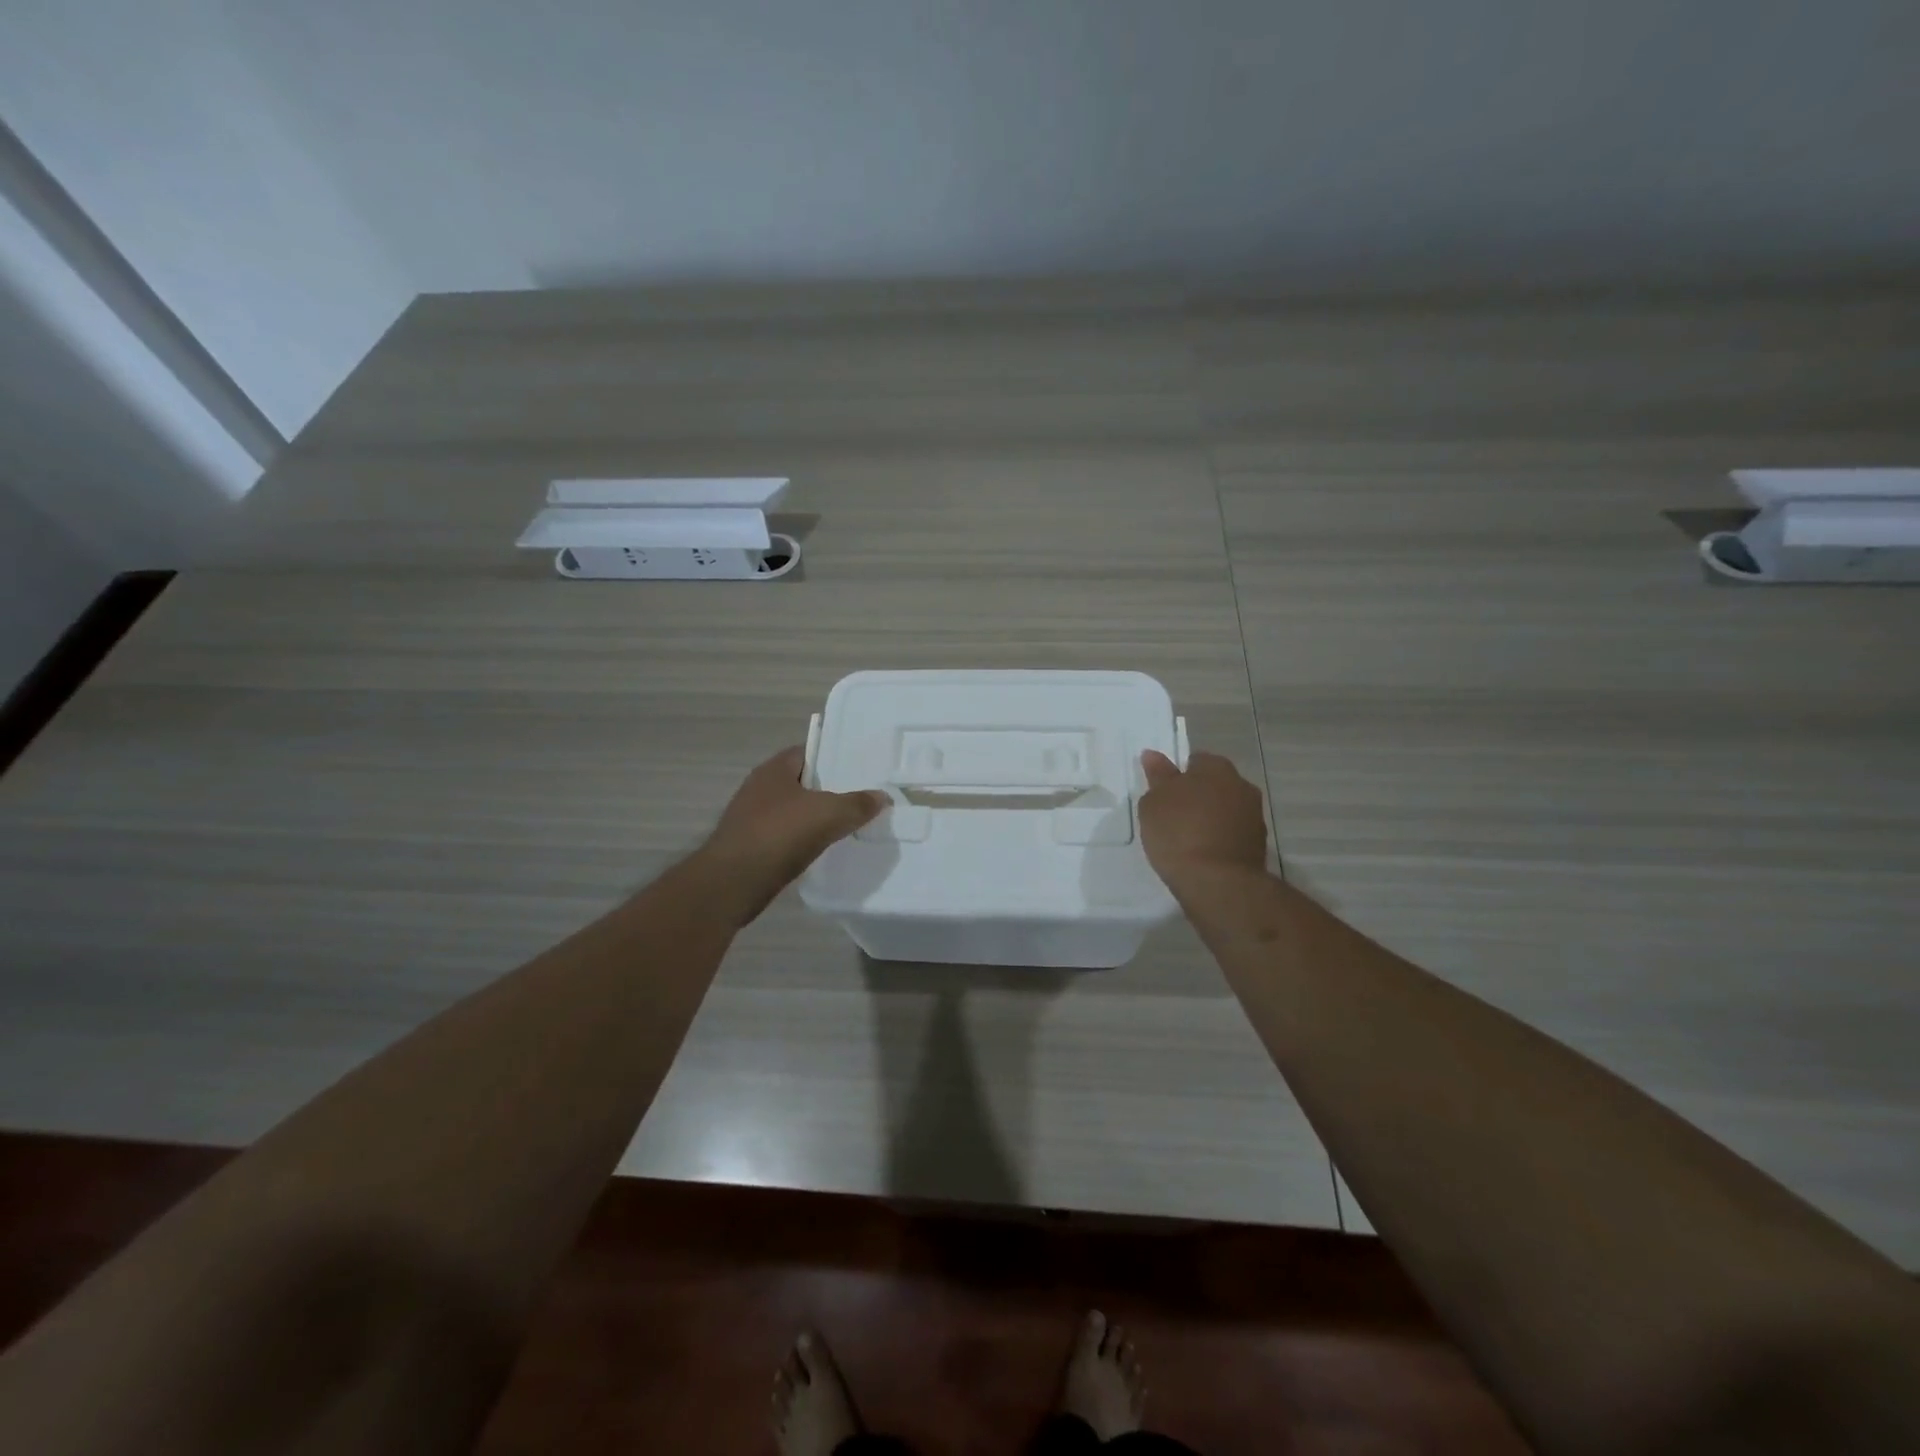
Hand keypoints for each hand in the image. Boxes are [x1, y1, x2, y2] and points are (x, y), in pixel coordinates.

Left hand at [695, 747, 887, 923]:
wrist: (733, 882)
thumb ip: (858, 804)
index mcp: (773, 769)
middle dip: (828, 789)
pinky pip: (785, 836)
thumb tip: (882, 796)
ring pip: (793, 811)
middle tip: (860, 797)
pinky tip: (822, 849)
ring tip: (847, 824)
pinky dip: (803, 840)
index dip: (833, 757)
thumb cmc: (779, 835)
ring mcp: (752, 818)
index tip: (858, 769)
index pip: (807, 752)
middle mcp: (759, 788)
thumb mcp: (829, 814)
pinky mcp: (751, 845)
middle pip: (802, 782)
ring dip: (815, 817)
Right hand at [1138, 750, 1267, 883]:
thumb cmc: (1179, 833)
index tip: (1163, 795)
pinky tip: (1202, 855)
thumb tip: (1153, 755)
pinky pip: (1232, 834)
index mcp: (1216, 767)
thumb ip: (1157, 776)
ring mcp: (1254, 816)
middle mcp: (1242, 785)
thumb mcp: (1154, 802)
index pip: (1195, 761)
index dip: (1177, 776)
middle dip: (1197, 796)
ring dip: (1210, 818)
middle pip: (1214, 784)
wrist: (1217, 882)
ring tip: (1186, 839)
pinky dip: (1220, 839)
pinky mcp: (1259, 845)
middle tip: (1172, 816)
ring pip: (1225, 810)